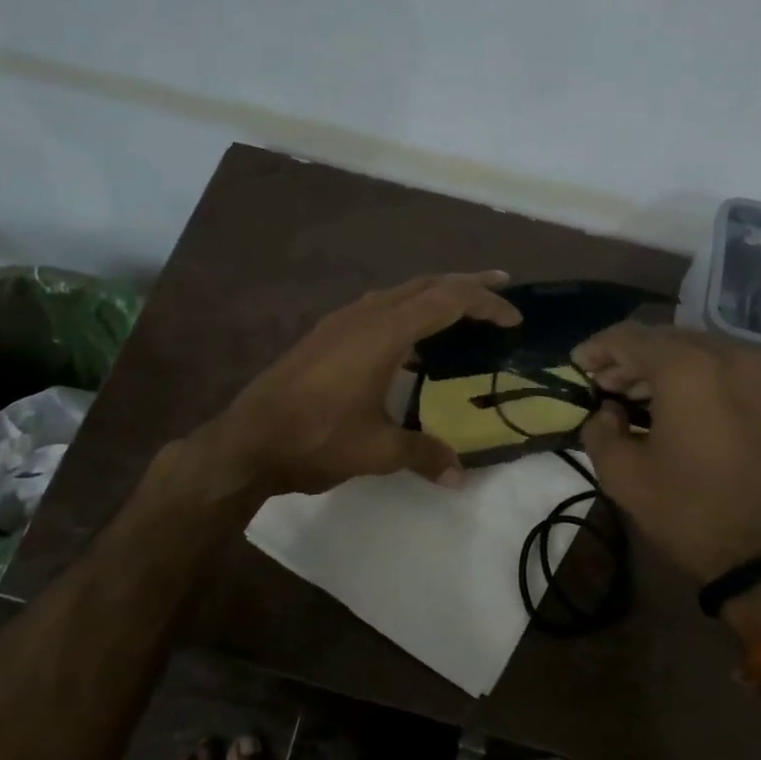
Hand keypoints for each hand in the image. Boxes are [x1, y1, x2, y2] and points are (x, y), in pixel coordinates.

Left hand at [200, 272, 520, 496]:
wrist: (247, 441)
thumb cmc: (315, 439)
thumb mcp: (377, 450)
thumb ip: (423, 454)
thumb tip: (459, 476)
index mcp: (384, 332)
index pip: (446, 301)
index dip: (485, 303)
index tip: (514, 318)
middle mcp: (364, 315)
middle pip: (425, 284)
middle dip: (465, 284)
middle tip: (500, 287)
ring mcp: (340, 321)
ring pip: (398, 292)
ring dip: (433, 293)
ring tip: (461, 308)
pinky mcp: (325, 335)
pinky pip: (378, 307)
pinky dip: (406, 310)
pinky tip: (410, 339)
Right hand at [572, 324, 760, 581]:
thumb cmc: (691, 513)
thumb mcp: (623, 477)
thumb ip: (600, 431)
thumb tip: (607, 413)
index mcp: (688, 368)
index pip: (630, 338)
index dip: (598, 348)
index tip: (577, 365)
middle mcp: (733, 355)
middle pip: (670, 339)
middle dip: (633, 358)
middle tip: (607, 384)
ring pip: (707, 351)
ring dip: (670, 367)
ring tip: (644, 396)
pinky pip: (738, 372)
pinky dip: (708, 379)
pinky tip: (692, 407)